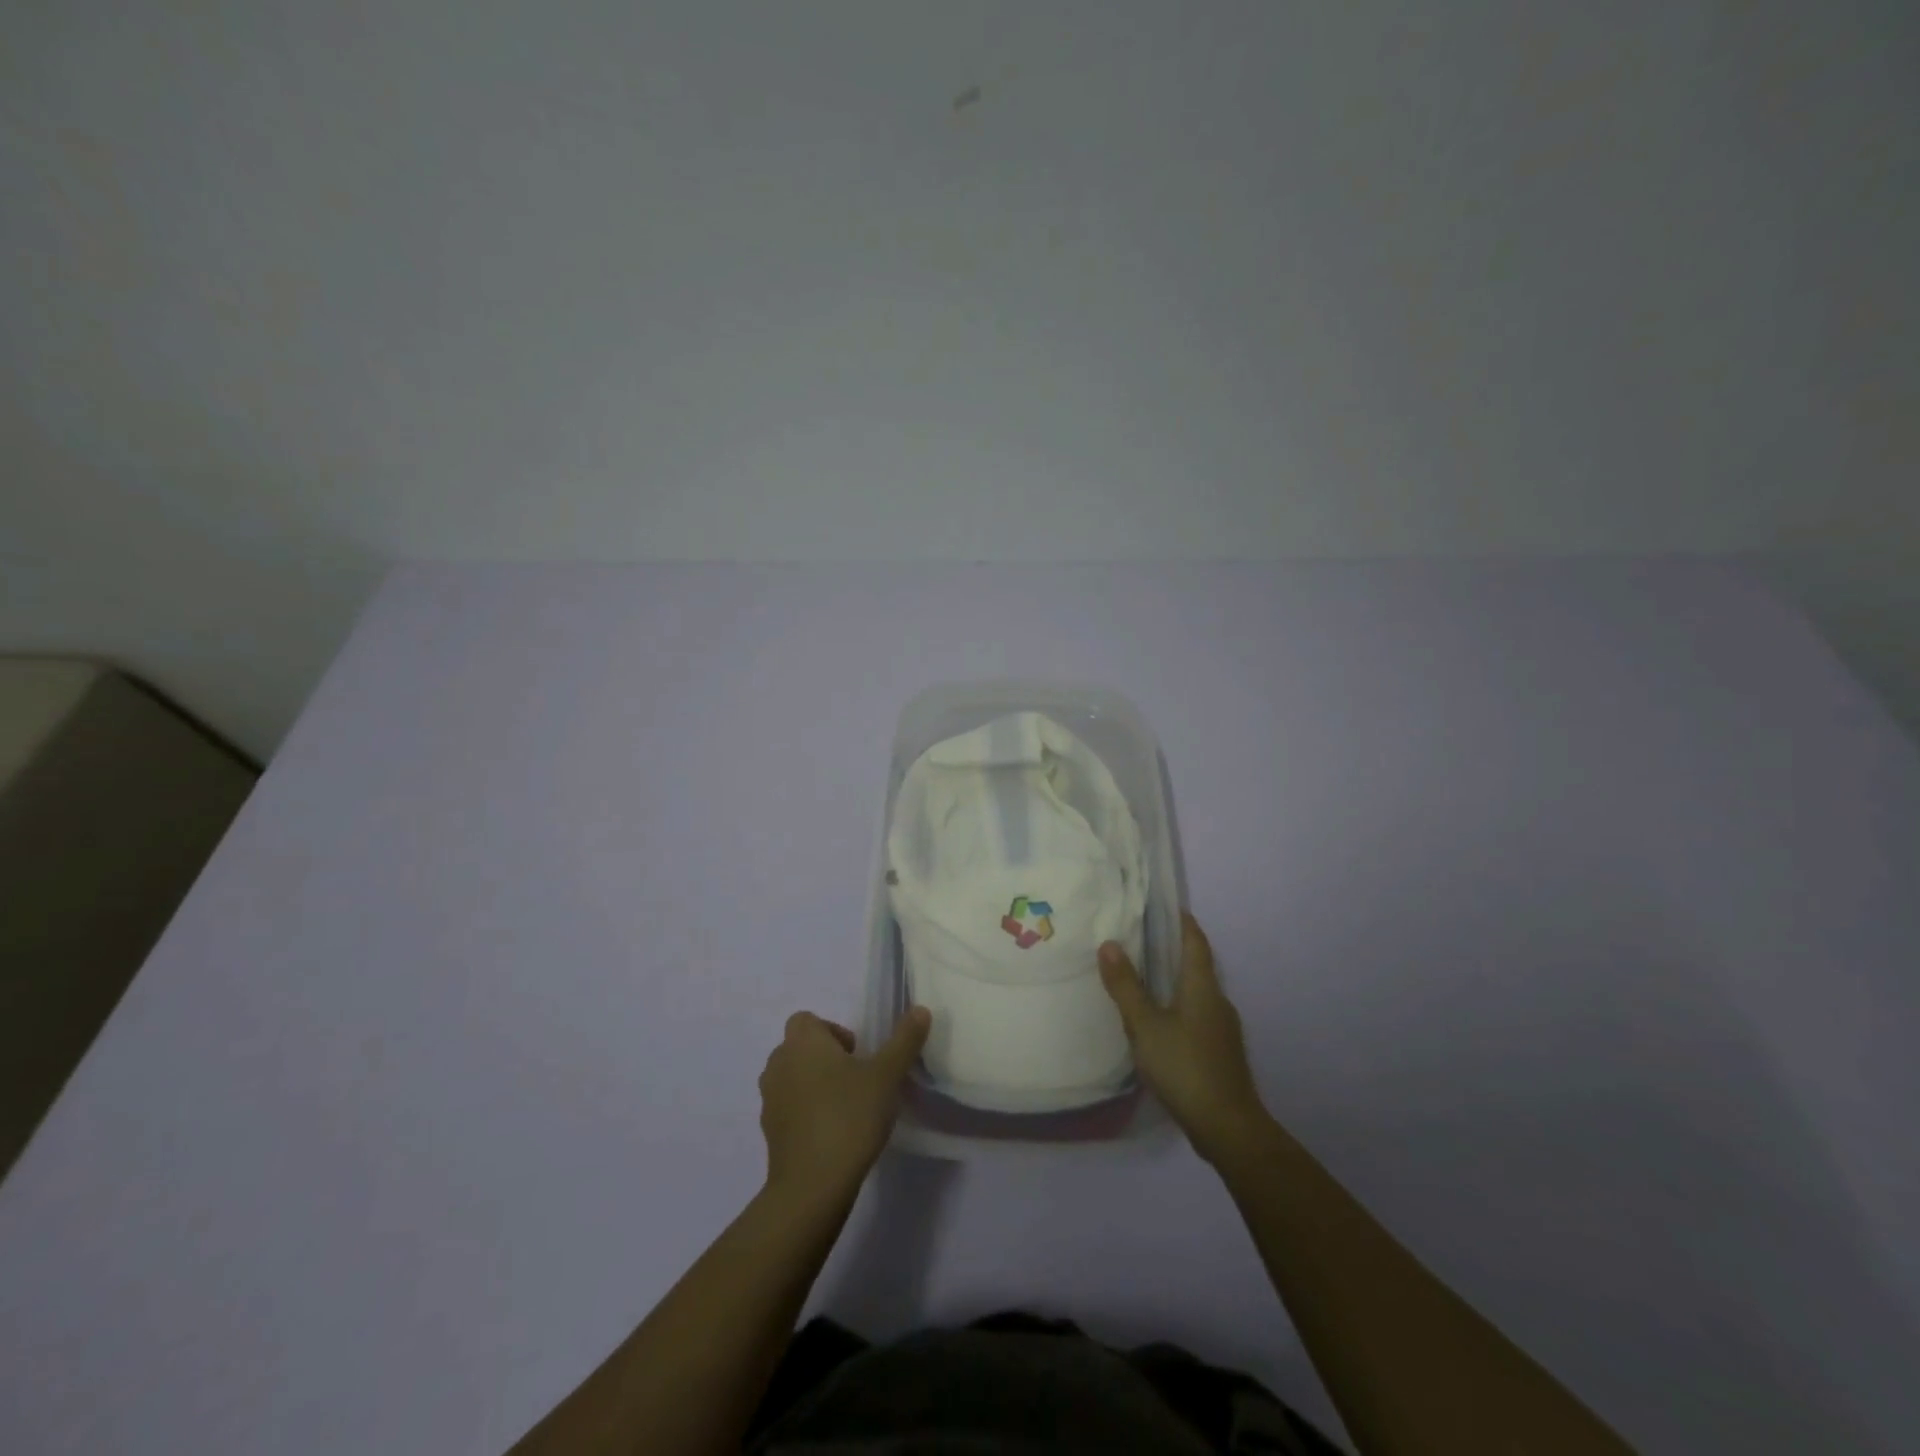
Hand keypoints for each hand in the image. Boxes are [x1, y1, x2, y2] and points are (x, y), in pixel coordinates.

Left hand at [758, 1007, 930, 1209]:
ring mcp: (769, 1099)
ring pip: (792, 1078)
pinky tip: (831, 1133)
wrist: (812, 1186)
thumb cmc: (849, 1117)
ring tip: (845, 1107)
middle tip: (856, 1079)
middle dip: (825, 1058)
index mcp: (802, 1042)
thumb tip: (920, 1010)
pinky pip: (788, 1108)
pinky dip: (805, 1113)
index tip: (857, 1054)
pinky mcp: (769, 1132)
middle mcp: (779, 1063)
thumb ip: (904, 1040)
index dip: (832, 1031)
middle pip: (799, 1048)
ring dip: (813, 1085)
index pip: (807, 1020)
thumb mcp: (887, 1076)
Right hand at [1098, 912, 1268, 1164]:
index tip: (1165, 906)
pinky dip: (1178, 1006)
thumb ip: (1126, 986)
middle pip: (1197, 965)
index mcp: (1202, 987)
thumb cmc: (1185, 1067)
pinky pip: (1197, 1015)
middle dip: (1174, 949)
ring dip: (1175, 980)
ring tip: (1144, 976)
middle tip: (1142, 937)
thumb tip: (1108, 943)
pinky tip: (1159, 1021)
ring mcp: (1222, 1029)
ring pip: (1197, 993)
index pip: (1195, 942)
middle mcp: (1217, 1001)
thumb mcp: (1145, 1025)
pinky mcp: (1220, 1053)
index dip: (1182, 922)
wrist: (1228, 1127)